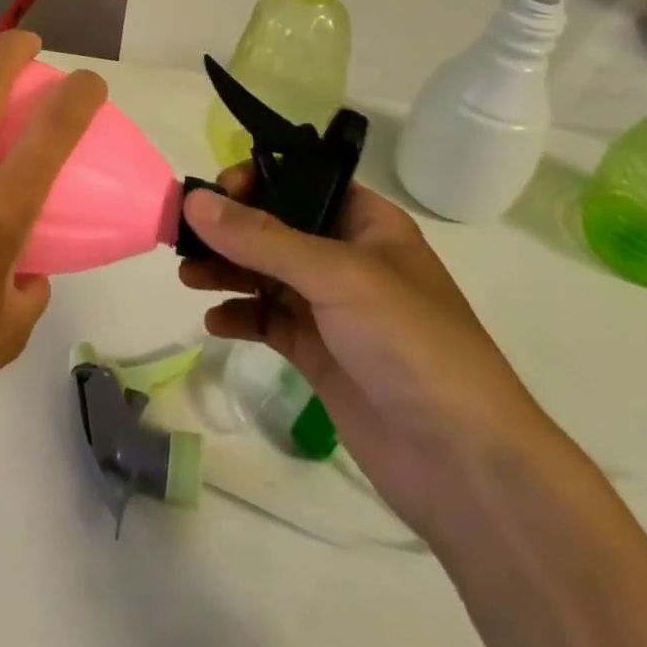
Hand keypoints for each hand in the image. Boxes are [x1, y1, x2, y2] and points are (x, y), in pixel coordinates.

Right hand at [179, 173, 563, 539]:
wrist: (465, 465)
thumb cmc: (411, 344)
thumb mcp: (337, 276)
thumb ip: (261, 238)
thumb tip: (193, 199)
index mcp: (365, 223)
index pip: (299, 181)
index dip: (254, 180)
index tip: (211, 196)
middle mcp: (345, 258)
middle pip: (273, 227)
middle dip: (227, 229)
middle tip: (180, 236)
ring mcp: (331, 308)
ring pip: (263, 273)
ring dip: (224, 270)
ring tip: (188, 277)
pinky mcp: (318, 353)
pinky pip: (266, 320)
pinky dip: (238, 315)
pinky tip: (215, 322)